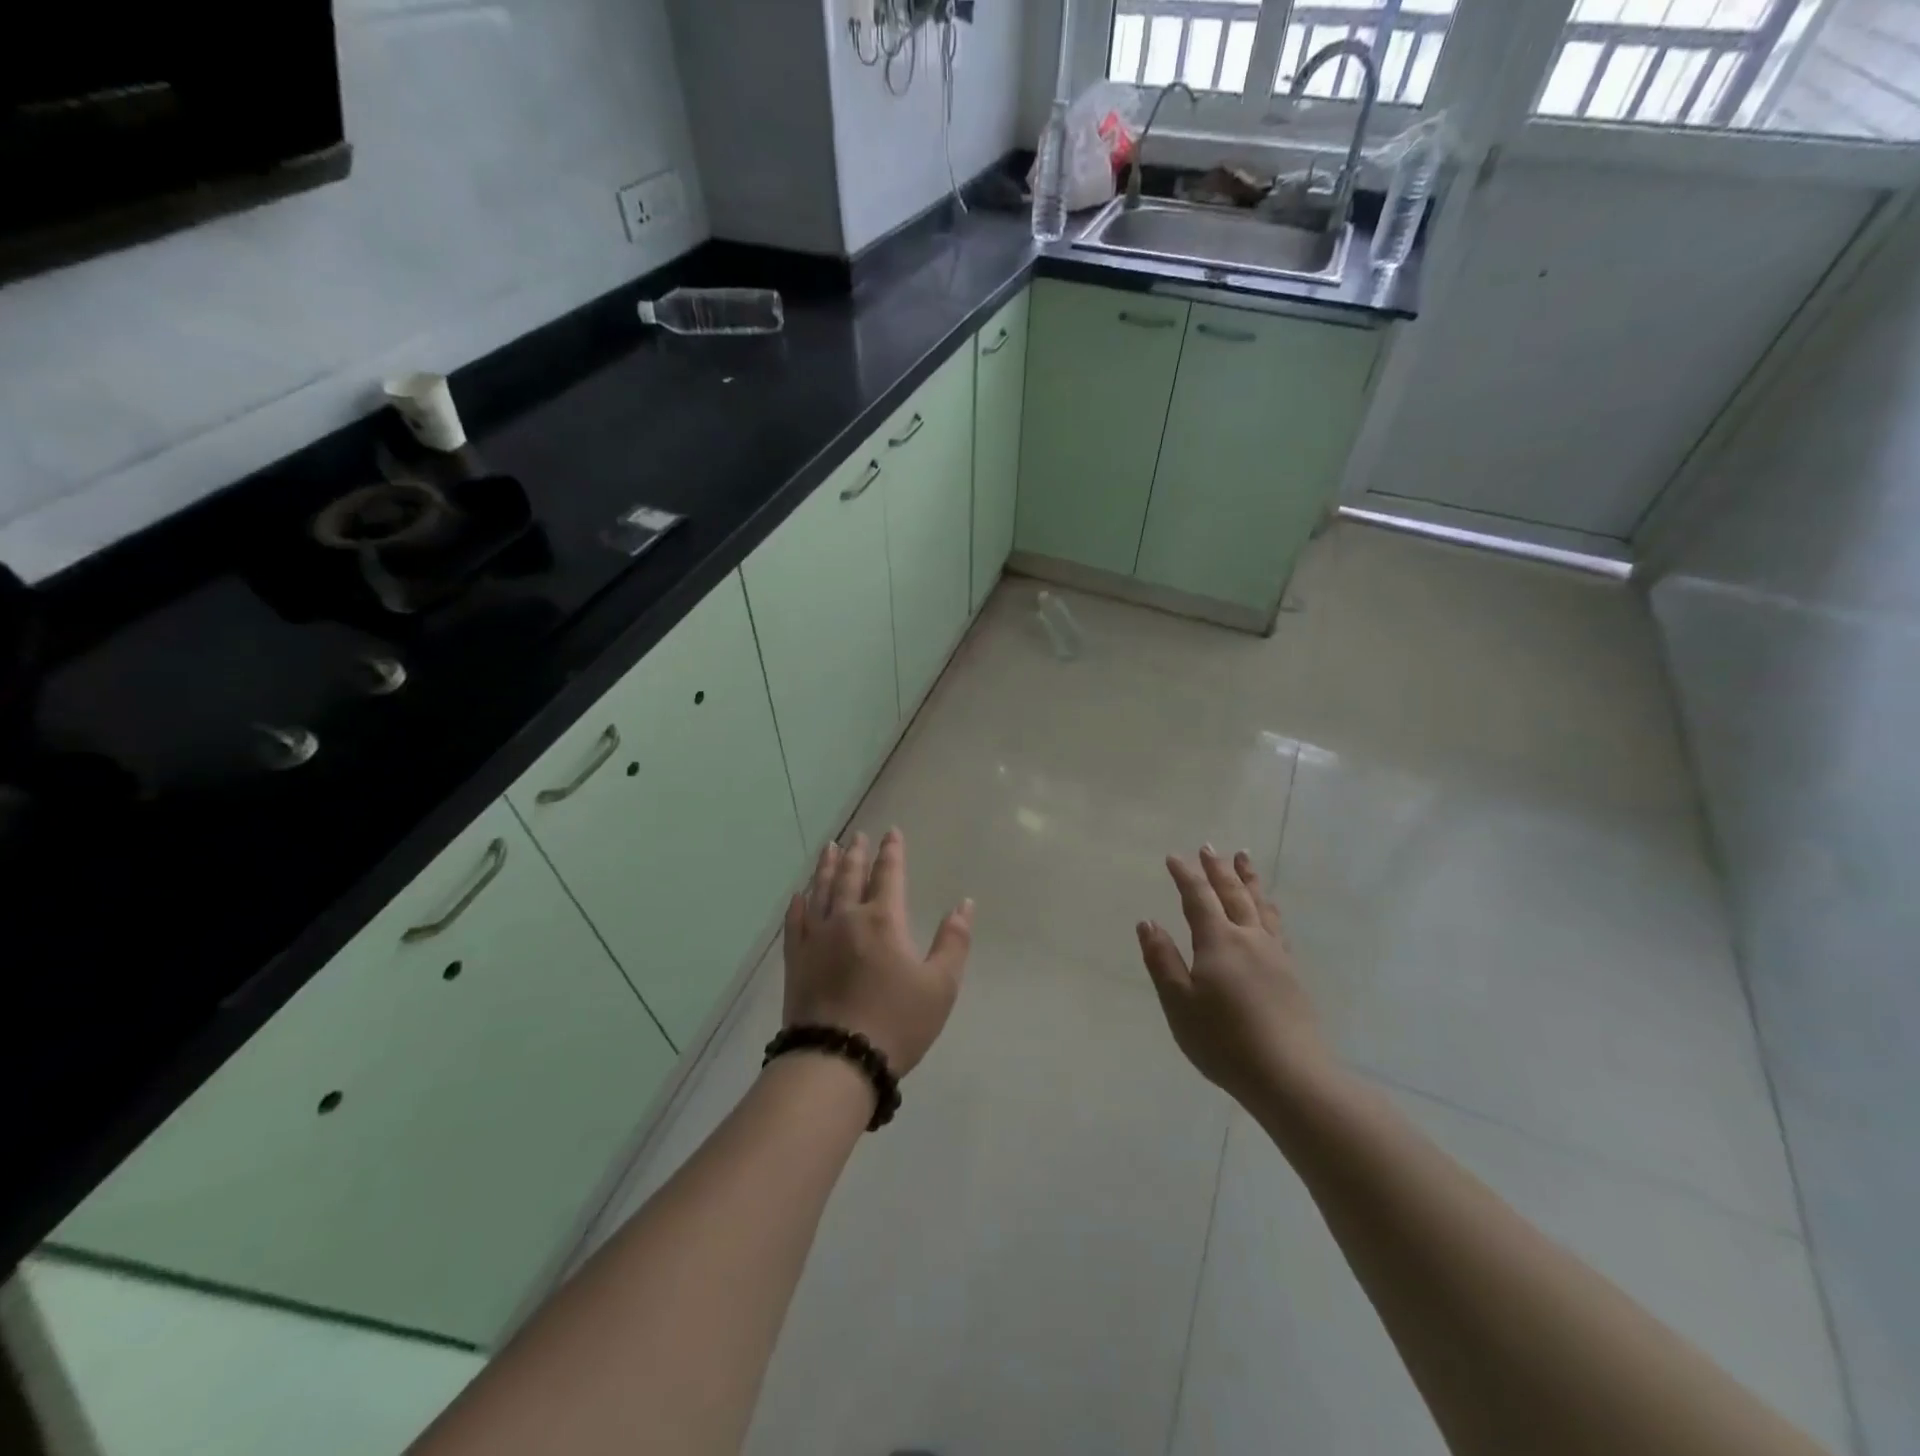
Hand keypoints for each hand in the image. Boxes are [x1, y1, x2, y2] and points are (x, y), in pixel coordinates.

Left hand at [782, 830, 973, 1075]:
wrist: (837, 1060)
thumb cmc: (896, 1023)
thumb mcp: (940, 986)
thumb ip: (953, 941)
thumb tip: (964, 904)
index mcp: (883, 920)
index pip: (888, 874)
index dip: (891, 852)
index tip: (891, 833)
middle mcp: (846, 918)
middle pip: (850, 876)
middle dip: (856, 854)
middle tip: (857, 836)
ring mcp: (816, 937)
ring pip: (820, 891)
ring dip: (826, 868)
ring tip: (829, 849)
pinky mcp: (796, 960)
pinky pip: (795, 921)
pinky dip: (798, 904)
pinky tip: (799, 895)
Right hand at [1137, 847, 1329, 1101]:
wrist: (1291, 1076)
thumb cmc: (1224, 1041)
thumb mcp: (1179, 1003)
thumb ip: (1162, 960)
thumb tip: (1147, 922)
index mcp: (1219, 941)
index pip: (1198, 897)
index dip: (1185, 875)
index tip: (1174, 856)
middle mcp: (1249, 938)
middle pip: (1233, 893)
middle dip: (1218, 869)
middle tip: (1209, 847)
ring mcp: (1275, 955)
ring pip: (1261, 905)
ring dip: (1249, 879)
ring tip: (1244, 859)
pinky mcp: (1291, 974)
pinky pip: (1277, 926)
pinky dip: (1268, 908)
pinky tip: (1269, 912)